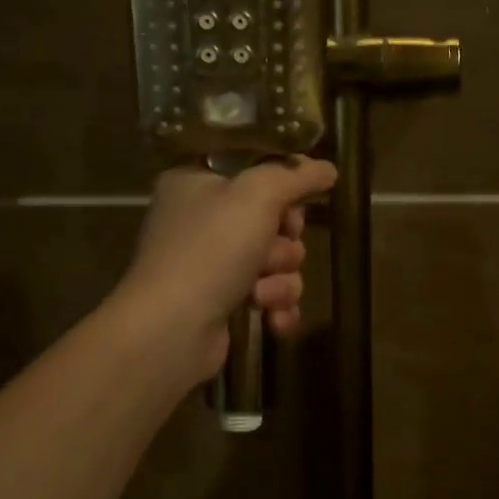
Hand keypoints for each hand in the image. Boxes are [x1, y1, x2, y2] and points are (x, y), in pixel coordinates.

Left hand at [115, 157, 337, 380]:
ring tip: (261, 293)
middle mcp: (201, 219)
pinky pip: (269, 294)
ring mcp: (210, 263)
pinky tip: (273, 318)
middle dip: (284, 242)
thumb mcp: (258, 195)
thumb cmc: (211, 250)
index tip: (299, 200)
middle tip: (274, 248)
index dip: (283, 185)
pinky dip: (276, 305)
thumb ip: (296, 175)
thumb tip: (327, 168)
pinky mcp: (222, 302)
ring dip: (281, 279)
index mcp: (196, 181)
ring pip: (276, 260)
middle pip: (272, 218)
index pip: (254, 168)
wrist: (171, 330)